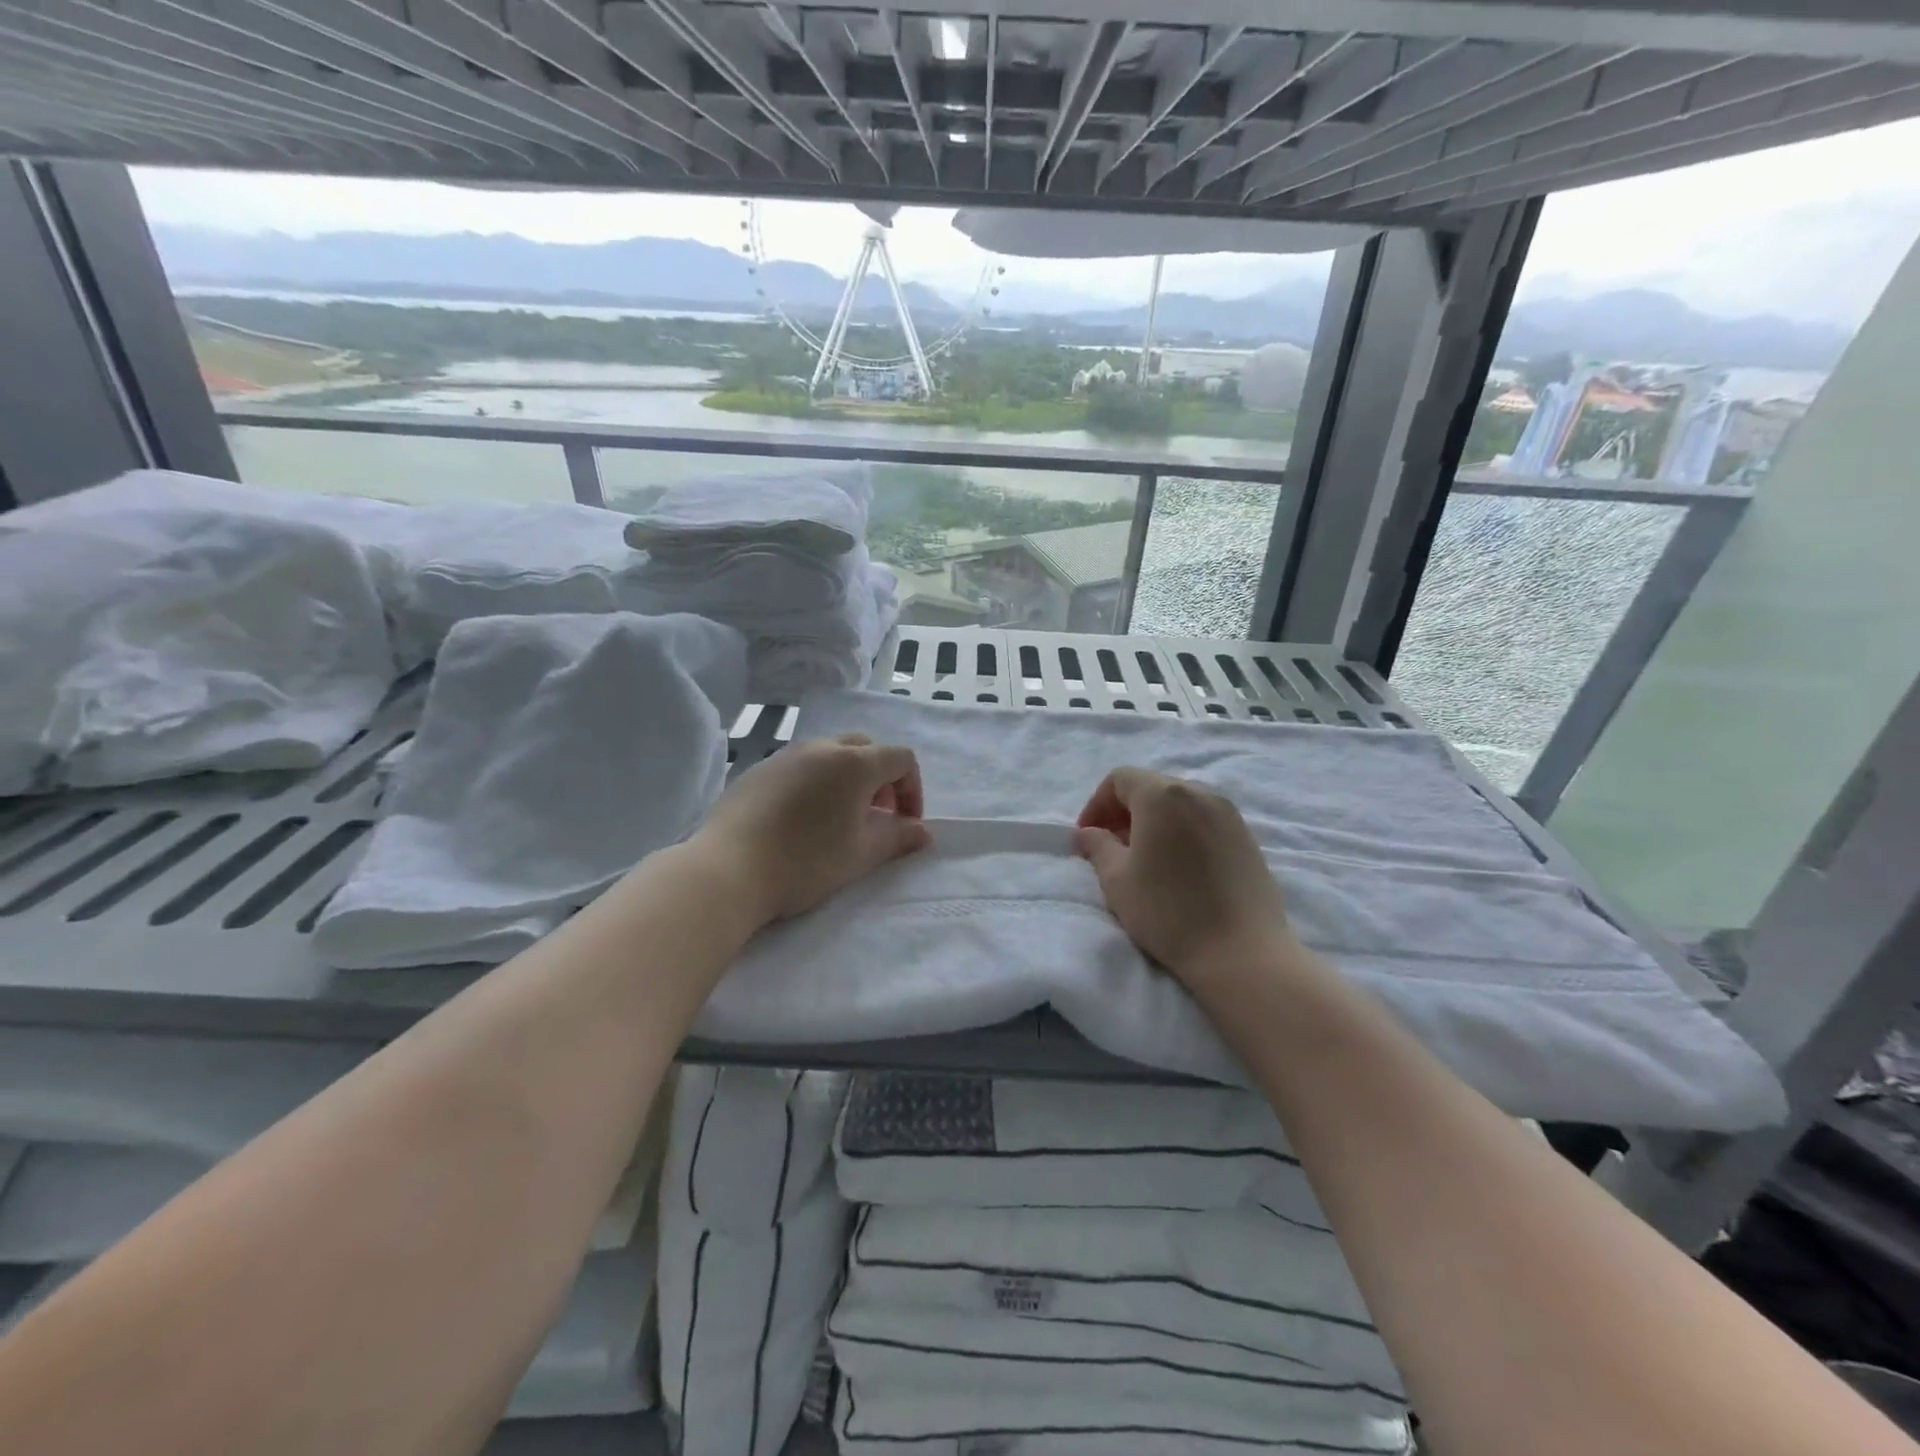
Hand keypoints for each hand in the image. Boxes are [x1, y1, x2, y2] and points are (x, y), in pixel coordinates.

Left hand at [692, 733, 932, 926]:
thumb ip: (897, 838)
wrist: (727, 869)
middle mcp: (822, 747)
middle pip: (866, 748)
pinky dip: (815, 781)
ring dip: (847, 778)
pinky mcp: (758, 769)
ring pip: (830, 753)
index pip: (901, 759)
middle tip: (874, 817)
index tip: (904, 825)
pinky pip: (800, 765)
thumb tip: (922, 831)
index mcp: (854, 763)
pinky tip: (801, 819)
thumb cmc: (804, 862)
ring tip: (838, 818)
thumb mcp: (860, 855)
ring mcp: (786, 755)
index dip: (912, 790)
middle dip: (880, 779)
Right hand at [1074, 767, 1302, 1002]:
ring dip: (1154, 822)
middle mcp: (1199, 792)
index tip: (1087, 836)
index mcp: (1162, 796)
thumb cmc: (1168, 911)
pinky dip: (1182, 832)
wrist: (1241, 952)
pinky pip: (1204, 821)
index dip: (1097, 804)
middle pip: (1152, 787)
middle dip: (1125, 812)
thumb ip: (1097, 846)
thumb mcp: (1117, 879)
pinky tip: (1178, 868)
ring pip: (1179, 804)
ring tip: (1144, 859)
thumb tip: (1087, 833)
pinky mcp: (1247, 837)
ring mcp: (1229, 813)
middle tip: (1111, 848)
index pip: (1120, 779)